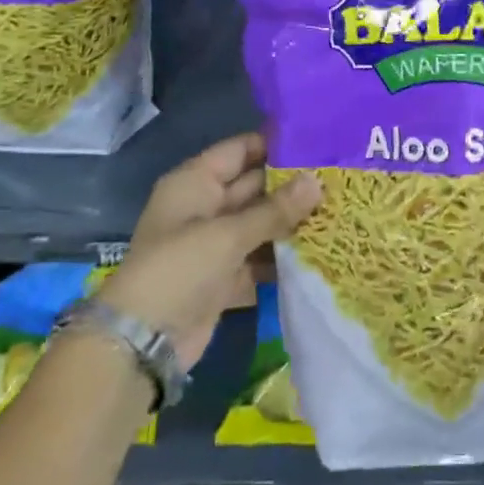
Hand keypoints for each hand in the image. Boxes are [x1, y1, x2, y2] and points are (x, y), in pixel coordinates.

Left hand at [99, 133, 319, 369]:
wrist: (144, 341)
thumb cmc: (179, 269)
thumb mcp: (228, 234)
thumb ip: (275, 209)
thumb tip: (318, 181)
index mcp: (195, 182)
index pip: (240, 150)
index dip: (275, 145)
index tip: (319, 143)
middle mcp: (205, 206)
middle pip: (254, 185)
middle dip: (292, 184)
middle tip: (338, 177)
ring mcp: (215, 242)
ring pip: (260, 222)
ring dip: (292, 220)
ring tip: (339, 209)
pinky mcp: (225, 275)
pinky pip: (260, 255)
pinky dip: (283, 254)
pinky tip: (320, 249)